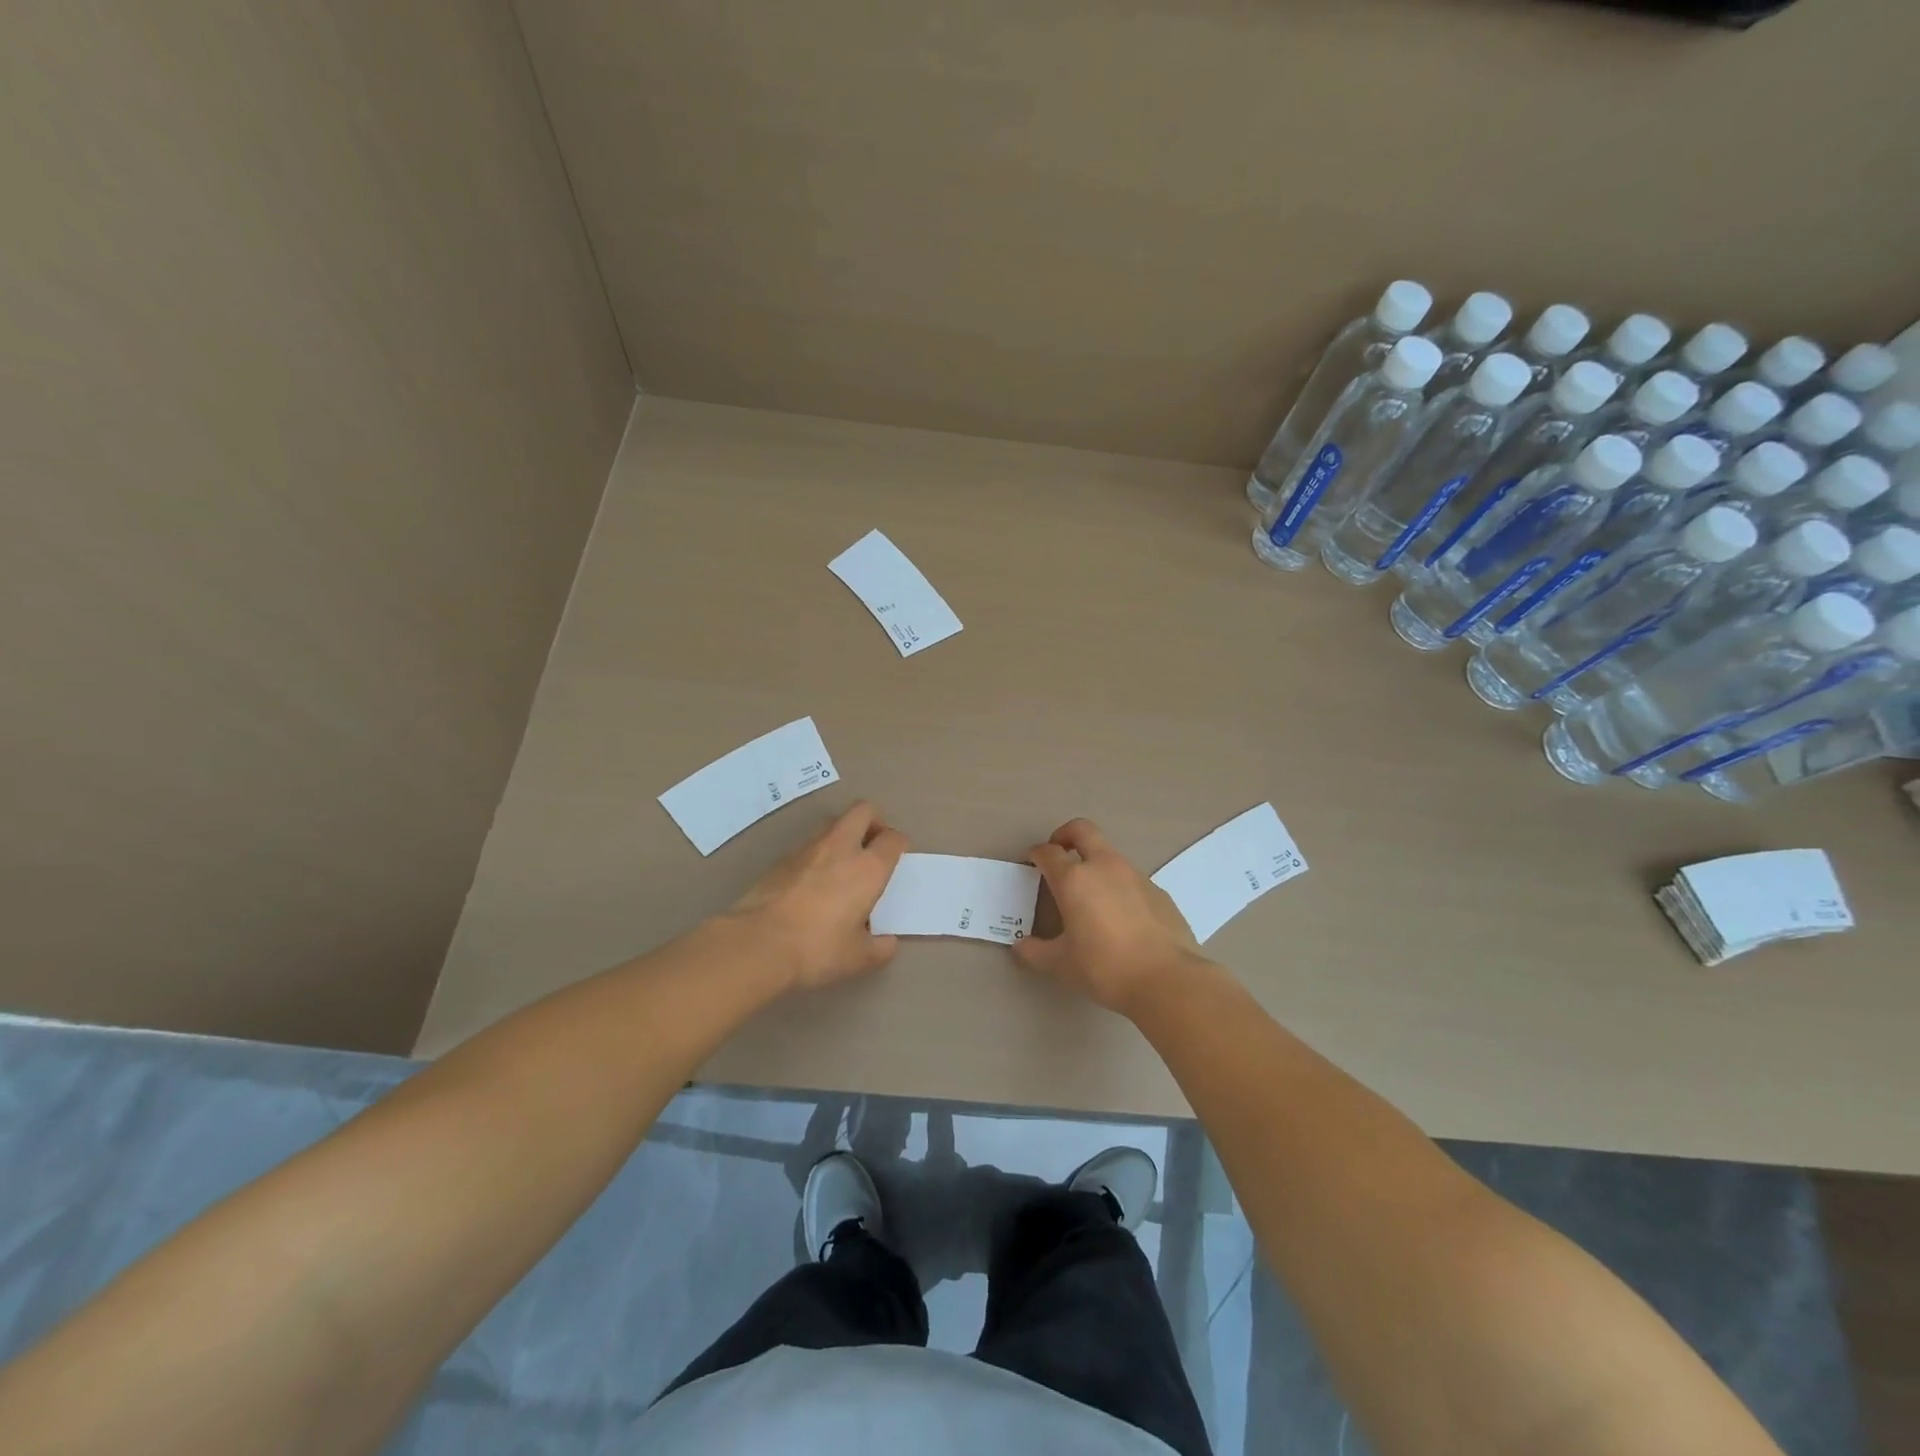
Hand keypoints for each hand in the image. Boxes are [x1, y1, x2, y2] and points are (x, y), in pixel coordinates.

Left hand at [727, 802, 907, 989]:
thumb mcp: (858, 958)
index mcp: (868, 868)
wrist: (757, 943)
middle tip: (874, 846)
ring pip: (833, 823)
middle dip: (874, 821)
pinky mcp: (781, 858)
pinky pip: (809, 844)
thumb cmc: (817, 949)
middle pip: (863, 811)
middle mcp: (841, 848)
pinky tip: (813, 881)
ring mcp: (808, 849)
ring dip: (844, 834)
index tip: (898, 857)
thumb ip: (879, 948)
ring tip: (843, 863)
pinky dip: (818, 853)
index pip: (893, 839)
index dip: (899, 845)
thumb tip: (887, 942)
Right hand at [1013, 818, 1204, 1014]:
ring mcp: (1136, 876)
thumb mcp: (1062, 964)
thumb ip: (1036, 952)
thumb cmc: (1105, 967)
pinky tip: (1121, 917)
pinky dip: (1119, 887)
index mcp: (1075, 879)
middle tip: (1058, 854)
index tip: (1031, 863)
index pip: (1048, 853)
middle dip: (1065, 835)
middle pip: (1082, 830)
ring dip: (1094, 863)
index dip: (1036, 854)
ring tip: (1090, 896)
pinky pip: (1131, 879)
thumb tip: (1020, 946)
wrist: (1167, 980)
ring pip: (1109, 854)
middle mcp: (1104, 867)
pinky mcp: (1159, 891)